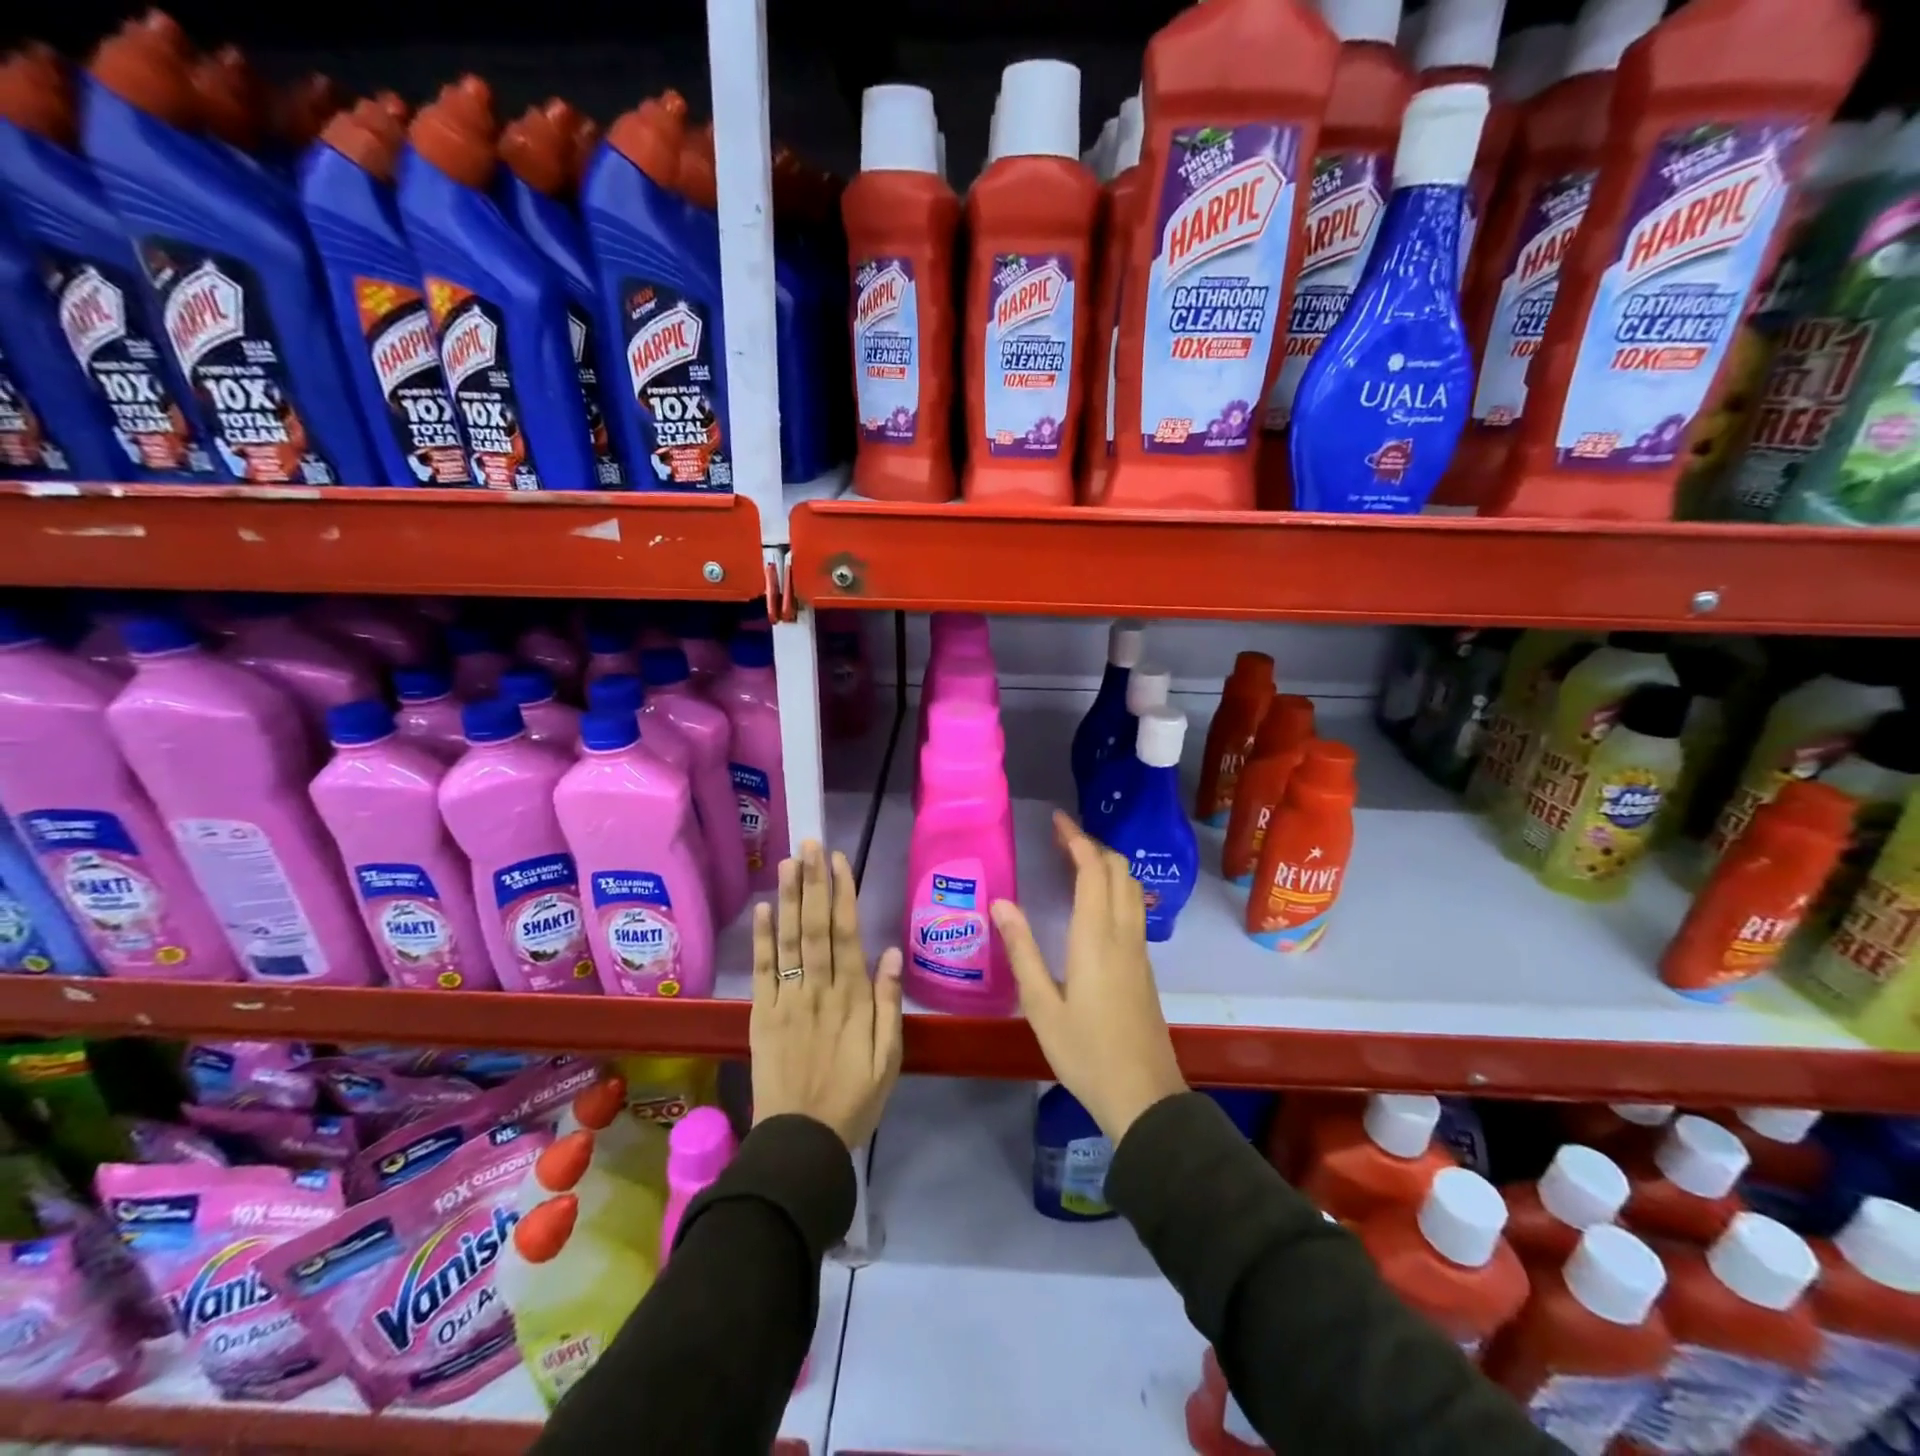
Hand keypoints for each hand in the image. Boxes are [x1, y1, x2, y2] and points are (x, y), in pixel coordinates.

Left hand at [750, 841, 904, 1149]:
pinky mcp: (762, 1015)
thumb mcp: (889, 1058)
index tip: (839, 860)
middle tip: (810, 844)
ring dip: (788, 899)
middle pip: (815, 927)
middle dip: (813, 882)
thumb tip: (892, 952)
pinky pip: (762, 971)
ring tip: (788, 862)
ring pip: (788, 940)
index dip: (842, 894)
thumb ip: (889, 1004)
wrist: (800, 1142)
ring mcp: (787, 1000)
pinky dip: (762, 939)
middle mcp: (818, 989)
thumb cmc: (854, 1099)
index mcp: (852, 998)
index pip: (846, 934)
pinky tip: (763, 909)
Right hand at [992, 811, 1187, 1142]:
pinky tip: (1092, 900)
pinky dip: (1114, 886)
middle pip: (1118, 871)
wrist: (1143, 1095)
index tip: (1056, 820)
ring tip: (1074, 860)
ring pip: (1130, 887)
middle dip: (1092, 845)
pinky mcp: (1144, 965)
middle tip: (1060, 837)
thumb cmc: (1085, 1052)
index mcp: (1096, 937)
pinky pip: (1132, 907)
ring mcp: (1139, 949)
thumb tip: (1001, 902)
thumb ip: (1022, 950)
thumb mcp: (1040, 1005)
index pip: (1092, 870)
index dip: (1076, 839)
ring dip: (1106, 864)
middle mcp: (1123, 934)